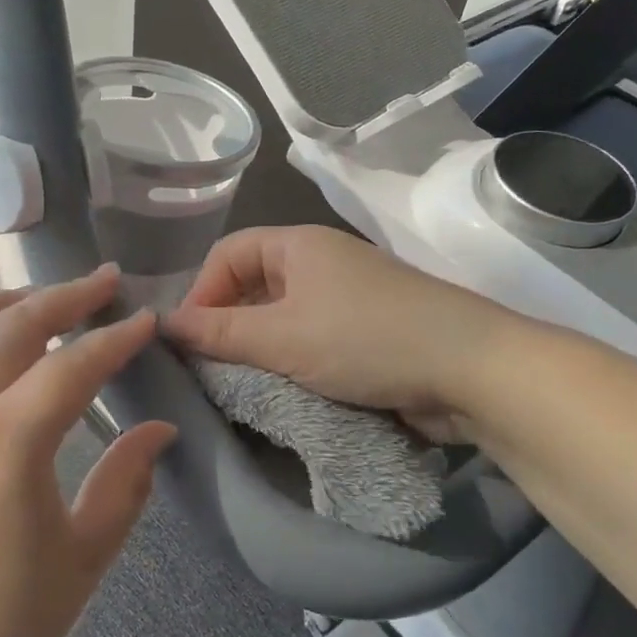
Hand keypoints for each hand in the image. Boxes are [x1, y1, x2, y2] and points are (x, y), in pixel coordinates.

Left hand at [0, 265, 174, 636]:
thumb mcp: (82, 561)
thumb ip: (125, 485)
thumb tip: (158, 430)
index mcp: (8, 441)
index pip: (74, 365)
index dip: (116, 338)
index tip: (147, 319)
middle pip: (12, 325)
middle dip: (64, 296)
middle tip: (104, 282)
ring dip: (1, 301)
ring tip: (37, 296)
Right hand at [164, 226, 504, 440]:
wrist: (472, 370)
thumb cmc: (365, 340)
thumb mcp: (282, 337)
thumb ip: (219, 332)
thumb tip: (164, 324)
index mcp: (298, 245)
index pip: (227, 255)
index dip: (201, 293)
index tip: (189, 342)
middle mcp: (321, 263)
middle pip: (253, 285)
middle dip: (227, 324)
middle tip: (210, 370)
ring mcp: (348, 298)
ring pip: (282, 317)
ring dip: (259, 349)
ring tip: (242, 385)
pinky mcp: (368, 333)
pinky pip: (312, 339)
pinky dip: (291, 361)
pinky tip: (283, 391)